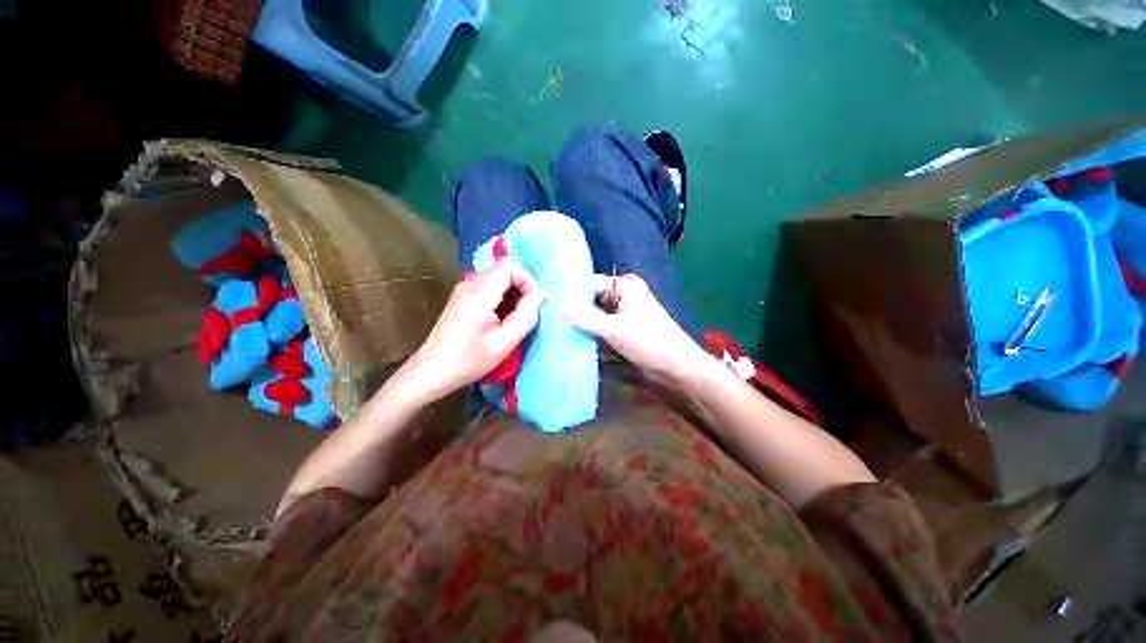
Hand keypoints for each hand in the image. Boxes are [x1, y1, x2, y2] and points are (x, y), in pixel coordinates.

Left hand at [397, 259, 546, 402]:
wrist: (431, 371)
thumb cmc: (469, 361)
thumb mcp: (505, 343)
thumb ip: (527, 315)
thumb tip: (542, 293)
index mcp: (478, 295)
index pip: (509, 266)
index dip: (527, 279)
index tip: (532, 302)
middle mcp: (469, 284)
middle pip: (503, 268)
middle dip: (522, 285)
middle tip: (526, 311)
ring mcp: (463, 289)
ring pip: (497, 276)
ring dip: (512, 291)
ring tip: (514, 317)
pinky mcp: (461, 296)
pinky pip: (488, 285)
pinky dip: (501, 295)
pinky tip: (501, 317)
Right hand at [563, 274, 708, 384]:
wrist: (677, 368)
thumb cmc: (650, 342)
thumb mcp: (616, 329)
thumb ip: (587, 318)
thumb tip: (559, 306)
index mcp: (625, 287)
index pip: (591, 284)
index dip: (571, 293)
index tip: (548, 302)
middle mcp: (624, 296)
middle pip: (592, 299)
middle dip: (575, 310)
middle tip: (549, 318)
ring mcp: (624, 314)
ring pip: (596, 315)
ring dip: (582, 324)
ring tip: (555, 329)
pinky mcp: (624, 330)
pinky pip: (602, 328)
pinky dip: (591, 333)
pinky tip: (572, 339)